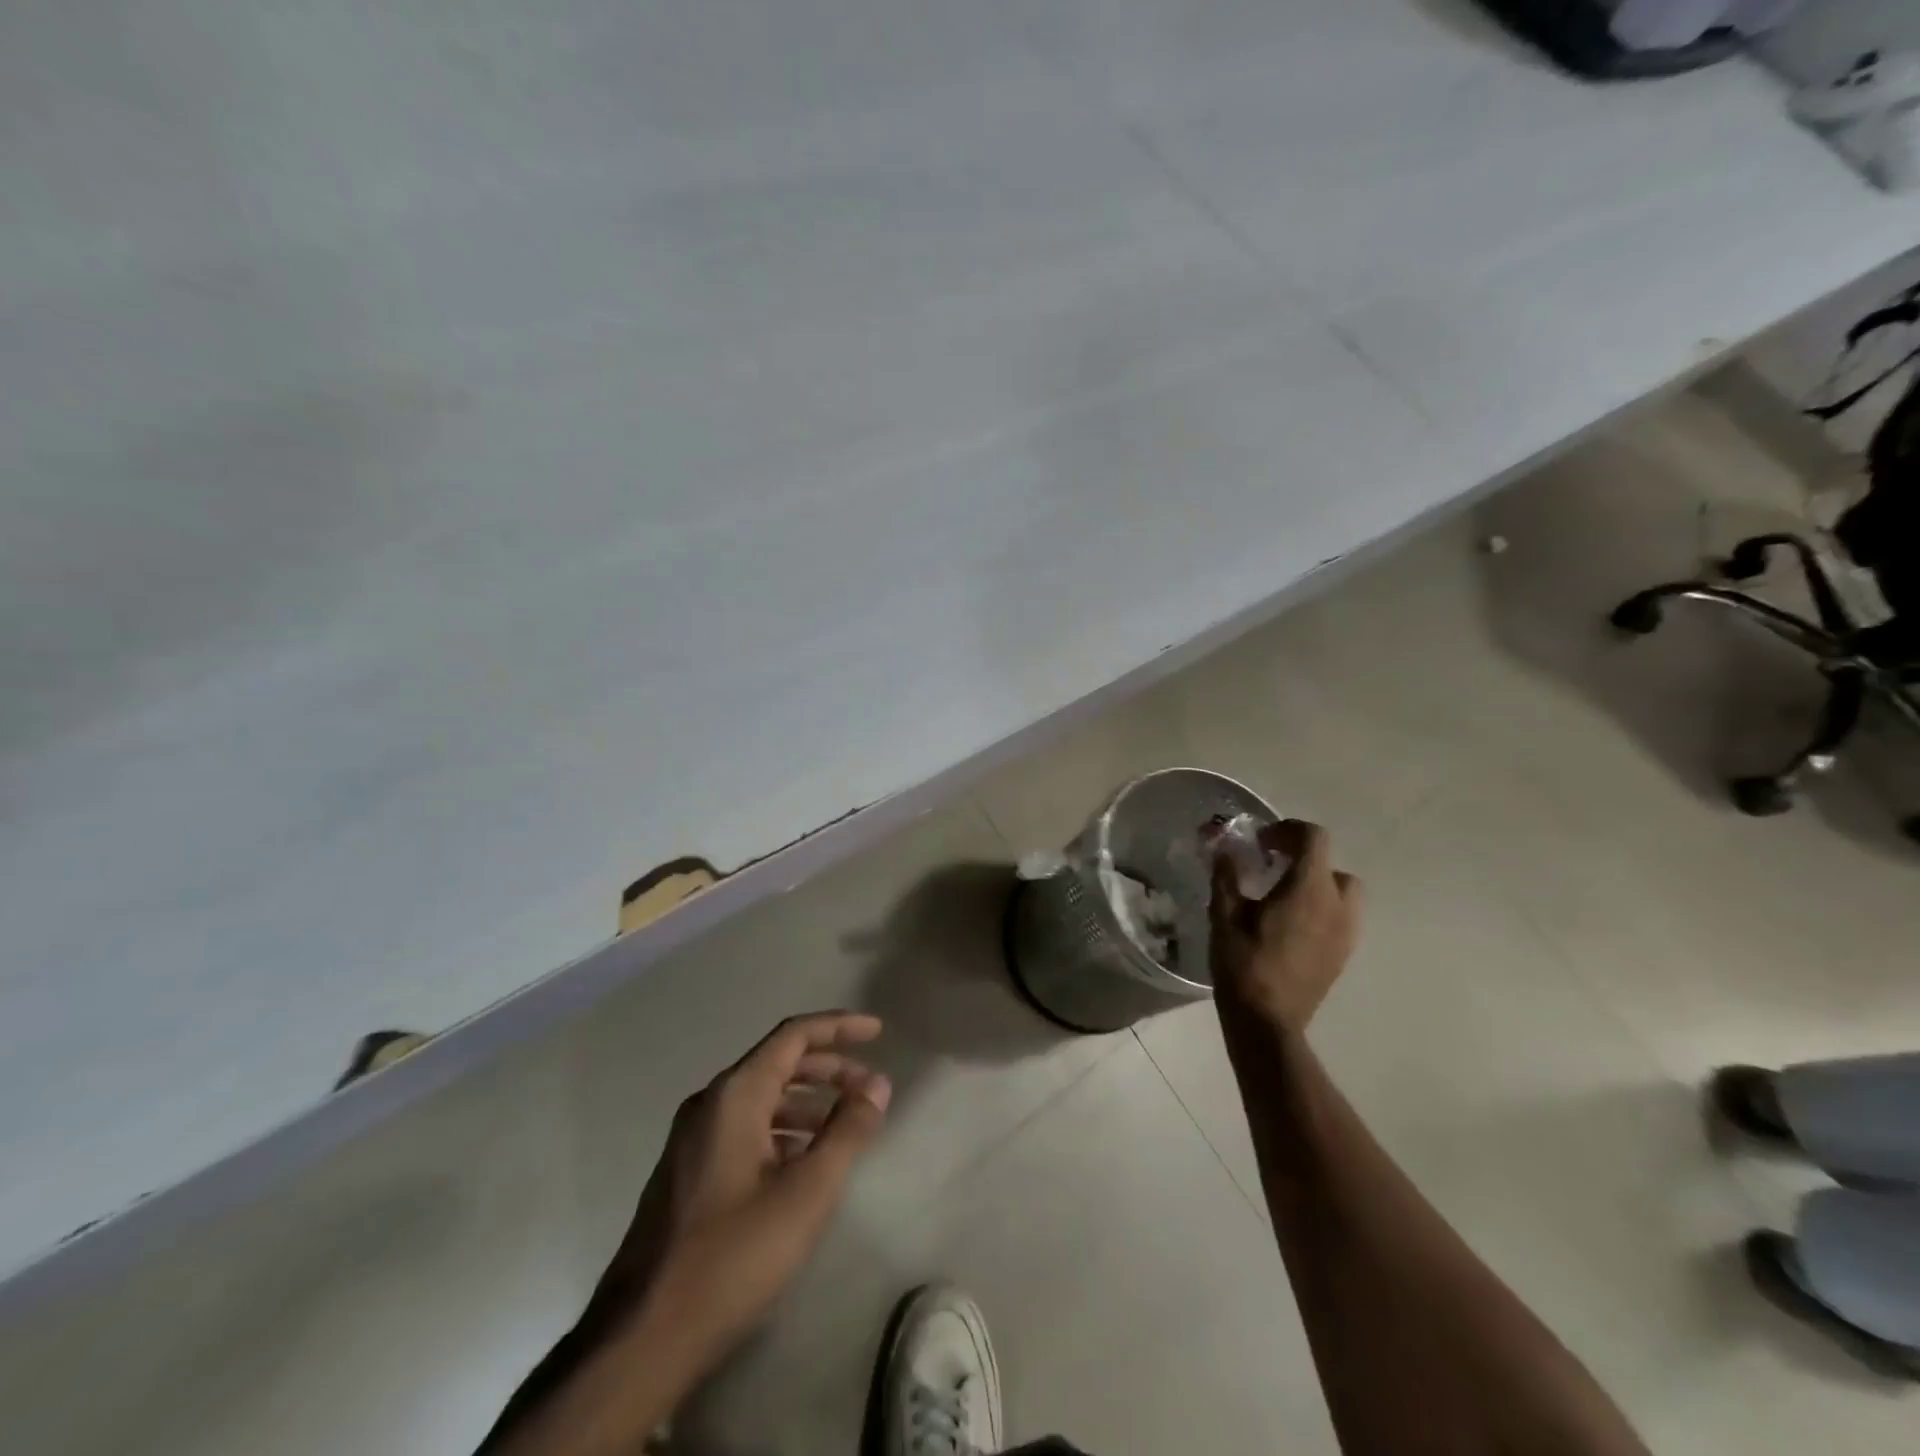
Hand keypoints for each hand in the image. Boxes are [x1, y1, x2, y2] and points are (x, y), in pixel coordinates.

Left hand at [602, 1011, 891, 1370]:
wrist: (641, 1337)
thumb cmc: (732, 1256)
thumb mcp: (806, 1192)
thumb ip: (847, 1131)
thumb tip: (877, 1085)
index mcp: (735, 1095)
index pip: (794, 1035)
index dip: (838, 1027)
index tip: (877, 1031)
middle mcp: (710, 1103)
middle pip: (778, 1063)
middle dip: (829, 1068)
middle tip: (870, 1087)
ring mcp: (693, 1138)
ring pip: (761, 1097)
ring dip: (807, 1101)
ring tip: (845, 1125)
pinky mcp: (688, 1171)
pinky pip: (744, 1127)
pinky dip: (782, 1129)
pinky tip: (803, 1160)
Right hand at [1210, 820, 1361, 1033]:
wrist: (1267, 1022)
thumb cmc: (1243, 964)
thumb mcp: (1224, 915)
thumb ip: (1227, 876)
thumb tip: (1226, 850)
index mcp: (1309, 889)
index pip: (1314, 838)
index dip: (1287, 830)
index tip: (1261, 842)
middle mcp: (1337, 906)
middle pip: (1331, 864)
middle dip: (1304, 859)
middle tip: (1272, 867)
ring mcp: (1346, 933)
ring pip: (1342, 892)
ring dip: (1316, 884)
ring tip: (1283, 896)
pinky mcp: (1344, 955)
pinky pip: (1340, 918)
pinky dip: (1321, 909)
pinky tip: (1291, 925)